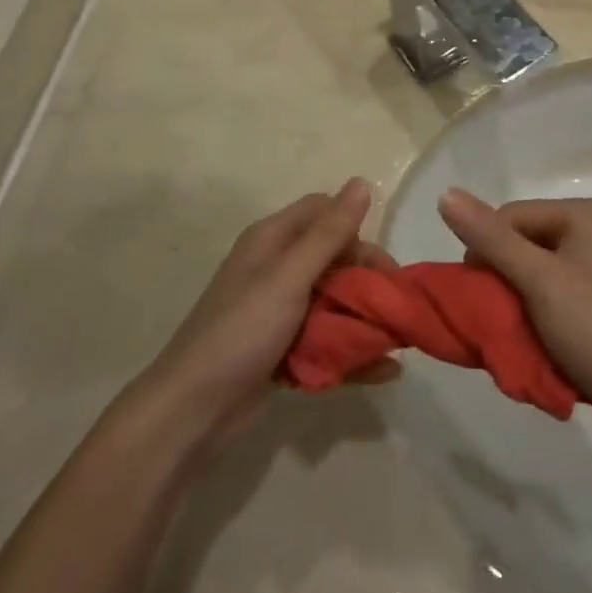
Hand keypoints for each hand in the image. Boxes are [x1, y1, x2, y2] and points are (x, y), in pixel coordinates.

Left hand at [141, 179, 398, 447]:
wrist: (192, 410)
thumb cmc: (242, 330)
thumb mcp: (289, 276)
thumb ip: (329, 234)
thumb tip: (362, 182)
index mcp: (273, 240)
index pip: (323, 212)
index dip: (354, 229)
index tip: (380, 263)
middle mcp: (276, 268)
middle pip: (333, 258)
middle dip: (366, 279)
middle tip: (394, 307)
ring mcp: (279, 311)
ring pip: (332, 301)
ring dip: (364, 317)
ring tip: (399, 341)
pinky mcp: (282, 350)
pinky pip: (326, 341)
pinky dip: (352, 353)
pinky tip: (385, 372)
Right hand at [438, 189, 591, 425]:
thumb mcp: (540, 281)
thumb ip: (492, 239)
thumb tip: (446, 194)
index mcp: (578, 214)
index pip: (508, 218)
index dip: (486, 254)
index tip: (480, 298)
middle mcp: (589, 231)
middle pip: (521, 246)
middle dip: (503, 284)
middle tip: (499, 323)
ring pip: (534, 275)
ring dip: (519, 306)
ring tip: (520, 339)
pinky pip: (554, 297)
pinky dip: (539, 319)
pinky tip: (541, 345)